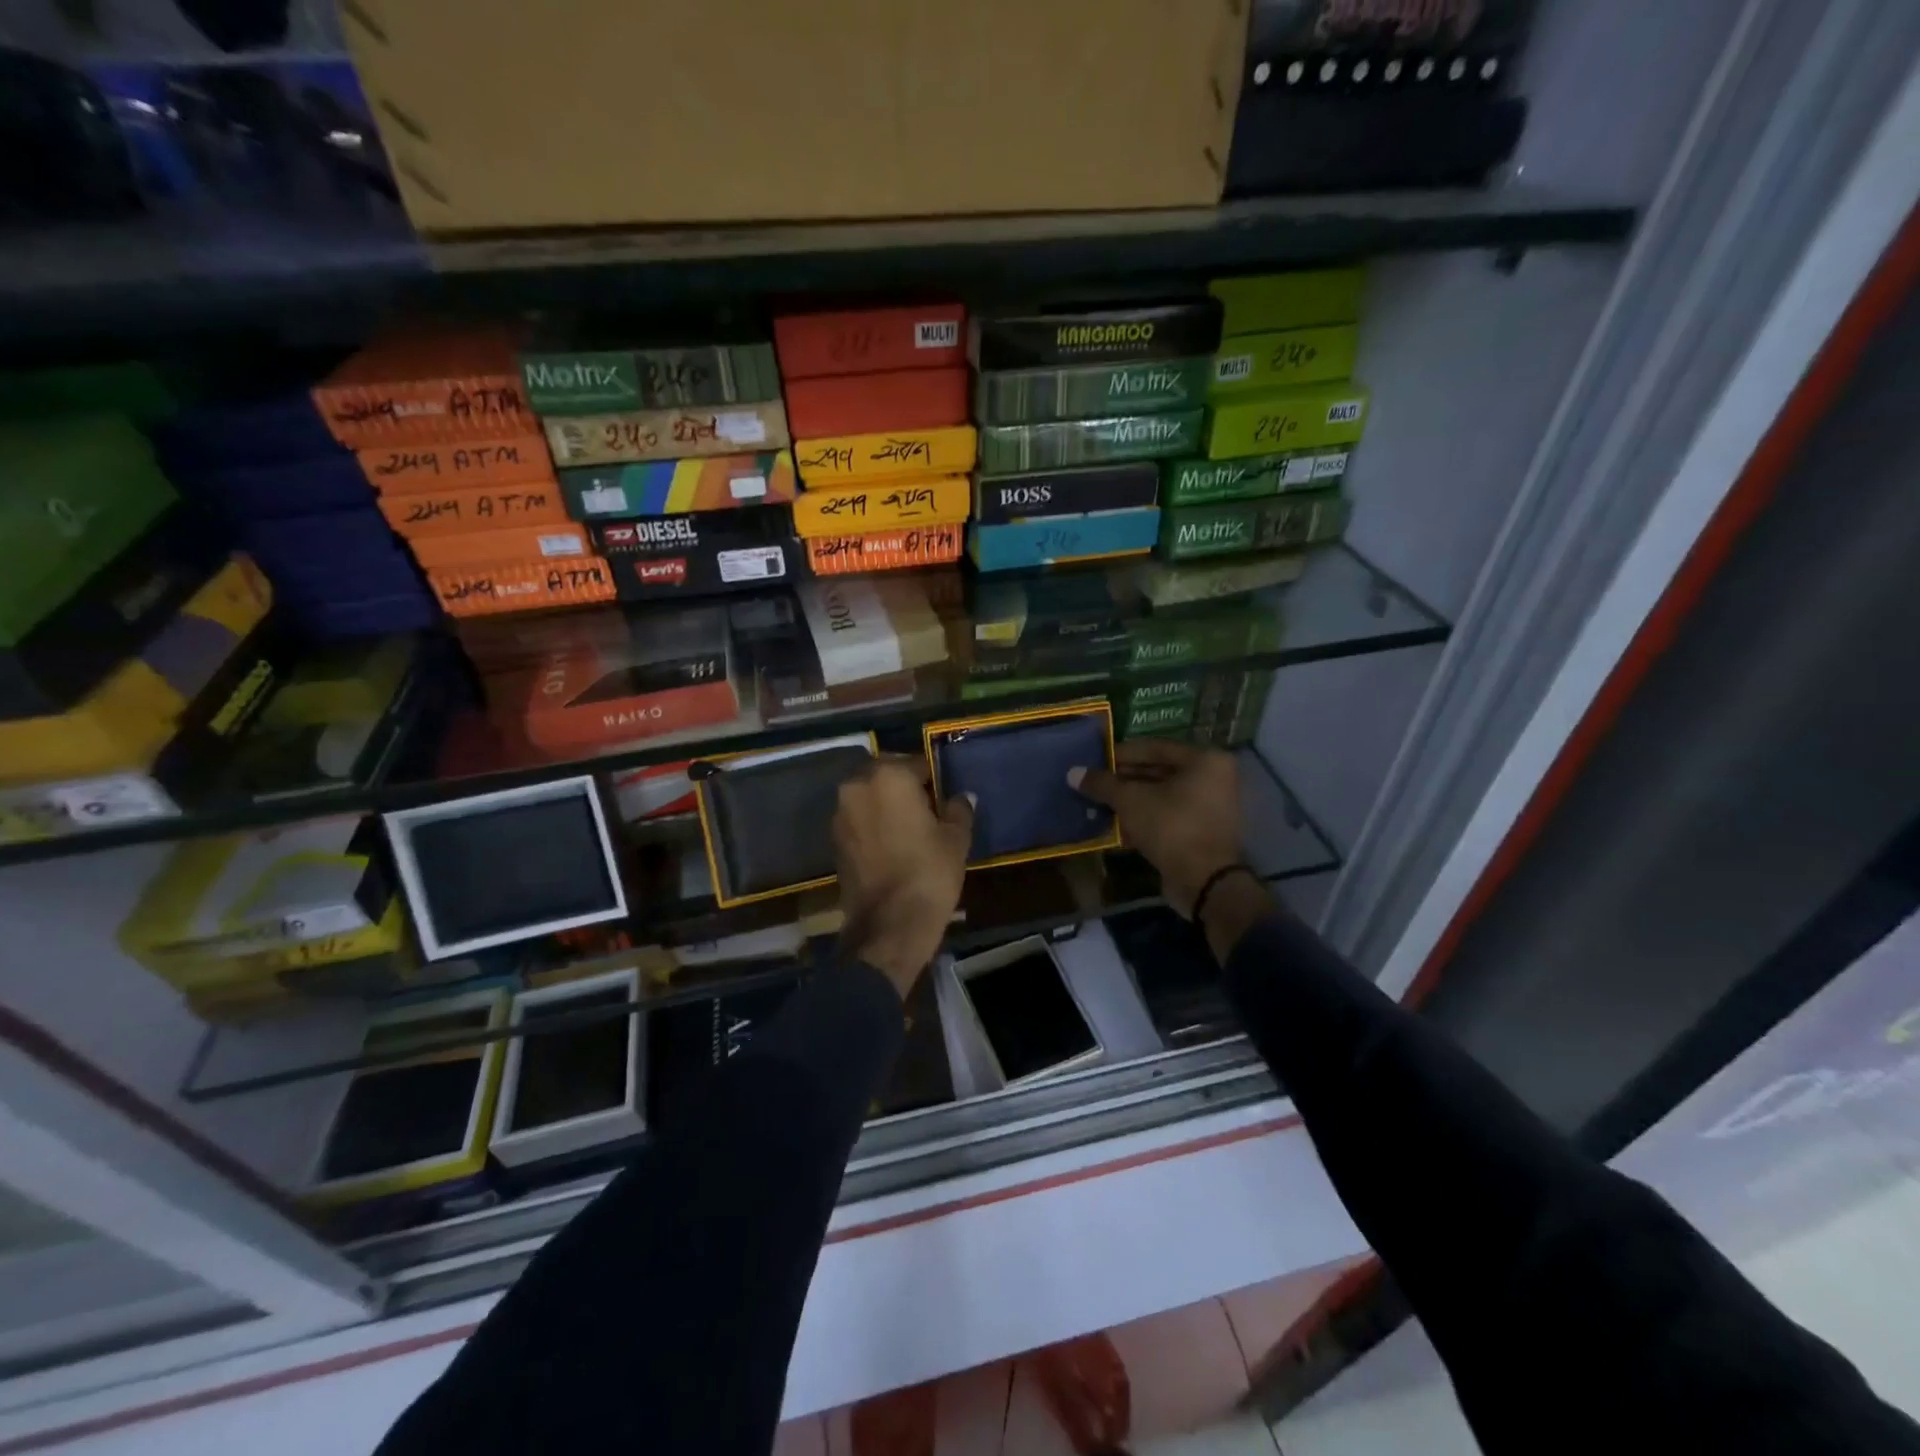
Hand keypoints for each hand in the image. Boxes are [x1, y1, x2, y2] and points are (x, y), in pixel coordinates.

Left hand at [834, 757, 973, 997]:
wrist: (889, 924)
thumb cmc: (929, 872)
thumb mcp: (956, 838)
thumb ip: (959, 809)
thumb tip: (962, 797)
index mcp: (889, 776)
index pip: (916, 763)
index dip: (933, 780)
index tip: (944, 798)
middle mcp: (857, 786)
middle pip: (886, 774)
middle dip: (904, 786)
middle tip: (927, 810)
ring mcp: (841, 813)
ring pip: (869, 796)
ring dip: (886, 804)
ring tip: (909, 829)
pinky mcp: (834, 839)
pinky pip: (859, 819)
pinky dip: (873, 823)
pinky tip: (892, 845)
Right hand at [1069, 740, 1242, 917]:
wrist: (1205, 882)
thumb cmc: (1171, 826)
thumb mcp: (1131, 801)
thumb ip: (1103, 784)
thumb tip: (1072, 773)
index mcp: (1204, 760)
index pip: (1155, 747)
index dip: (1121, 754)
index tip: (1095, 761)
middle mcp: (1213, 778)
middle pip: (1159, 771)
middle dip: (1124, 779)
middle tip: (1095, 784)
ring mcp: (1210, 807)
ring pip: (1162, 796)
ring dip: (1131, 800)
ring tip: (1100, 803)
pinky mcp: (1202, 831)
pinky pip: (1168, 816)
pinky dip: (1144, 818)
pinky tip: (1116, 824)